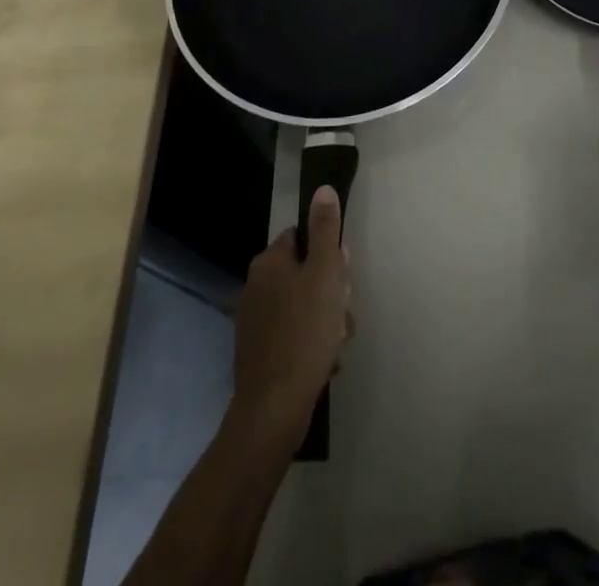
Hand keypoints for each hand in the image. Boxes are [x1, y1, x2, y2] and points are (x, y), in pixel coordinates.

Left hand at [231, 186, 353, 441]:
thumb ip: (325, 230)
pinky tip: (326, 362)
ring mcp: (255, 322)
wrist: (274, 408)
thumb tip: (322, 189)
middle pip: (305, 273)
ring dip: (327, 320)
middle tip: (343, 313)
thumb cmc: (305, 331)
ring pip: (304, 307)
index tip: (342, 275)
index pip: (303, 238)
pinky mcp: (260, 354)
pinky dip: (312, 345)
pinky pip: (295, 336)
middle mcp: (256, 286)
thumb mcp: (325, 273)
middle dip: (331, 292)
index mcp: (269, 262)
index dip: (328, 253)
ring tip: (338, 343)